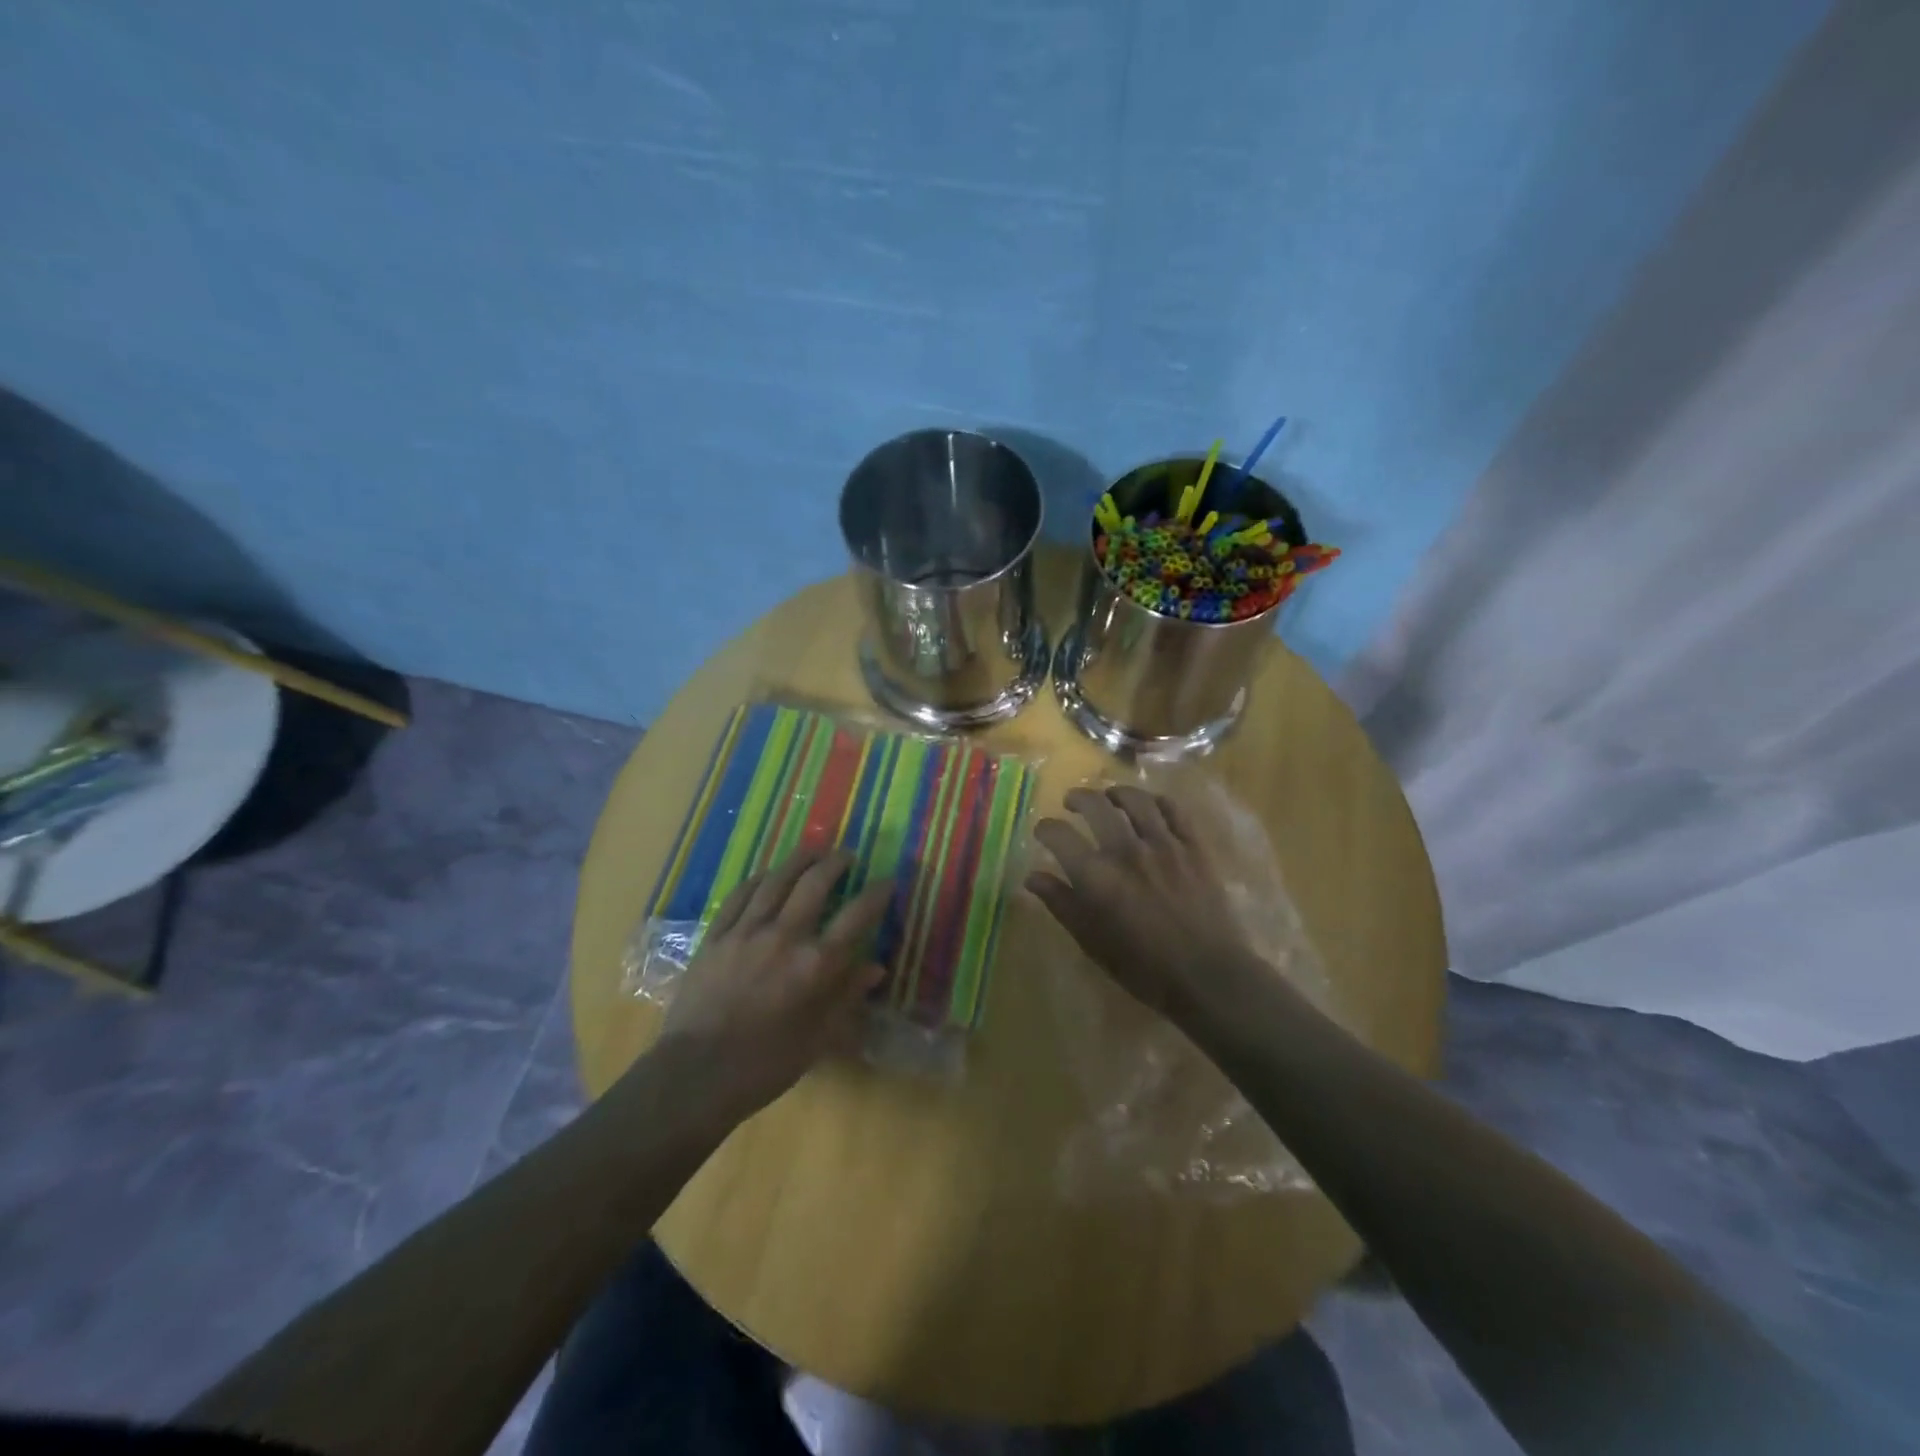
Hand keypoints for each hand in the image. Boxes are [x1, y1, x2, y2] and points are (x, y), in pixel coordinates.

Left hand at [652, 848, 889, 1126]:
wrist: (695, 1076)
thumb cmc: (765, 1066)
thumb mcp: (819, 1039)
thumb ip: (847, 997)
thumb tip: (875, 966)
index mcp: (815, 965)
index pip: (856, 916)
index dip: (877, 893)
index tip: (887, 881)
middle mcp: (784, 936)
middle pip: (815, 883)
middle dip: (836, 863)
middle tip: (847, 855)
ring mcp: (745, 931)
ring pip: (776, 880)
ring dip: (798, 860)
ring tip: (812, 851)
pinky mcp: (716, 936)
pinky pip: (740, 895)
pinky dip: (758, 879)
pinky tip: (767, 875)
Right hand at [1027, 786, 1265, 1029]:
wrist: (1207, 976)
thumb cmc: (1143, 967)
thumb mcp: (1091, 941)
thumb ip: (1061, 904)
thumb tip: (1032, 877)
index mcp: (1095, 875)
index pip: (1058, 834)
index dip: (1045, 828)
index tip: (1043, 831)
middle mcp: (1126, 850)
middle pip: (1096, 805)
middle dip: (1078, 798)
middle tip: (1072, 803)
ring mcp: (1164, 844)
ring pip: (1136, 800)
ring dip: (1116, 793)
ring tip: (1110, 798)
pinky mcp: (1194, 846)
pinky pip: (1173, 809)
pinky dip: (1157, 802)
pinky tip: (1150, 806)